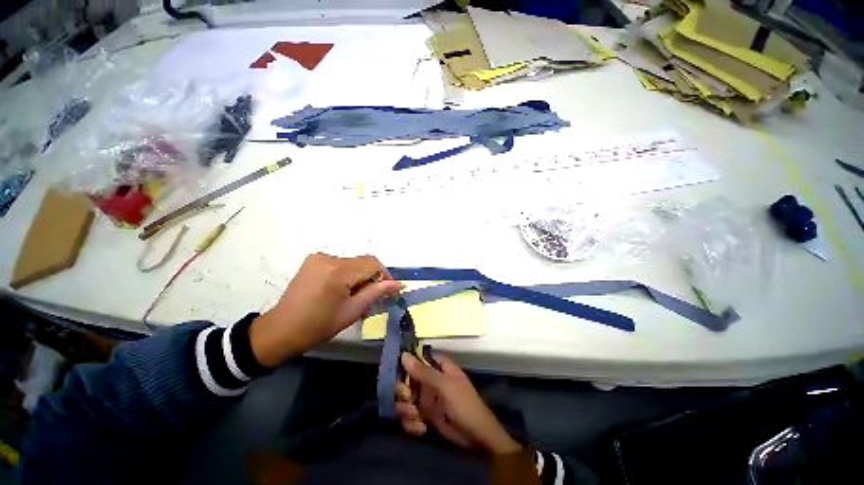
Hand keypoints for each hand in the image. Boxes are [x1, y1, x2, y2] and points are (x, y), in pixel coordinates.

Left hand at [250, 253, 400, 366]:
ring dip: (360, 276)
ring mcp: (319, 257)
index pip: (373, 264)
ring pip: (353, 262)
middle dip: (372, 277)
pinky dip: (348, 273)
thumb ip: (376, 293)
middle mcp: (328, 258)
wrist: (281, 330)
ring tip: (355, 295)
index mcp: (338, 271)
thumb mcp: (352, 311)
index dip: (385, 275)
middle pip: (363, 261)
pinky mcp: (313, 260)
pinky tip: (342, 289)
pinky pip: (341, 263)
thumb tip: (397, 284)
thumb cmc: (318, 326)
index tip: (389, 290)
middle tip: (372, 296)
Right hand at [396, 353, 520, 453]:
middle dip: (403, 392)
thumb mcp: (445, 386)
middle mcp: (430, 381)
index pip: (417, 359)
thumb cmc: (464, 405)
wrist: (476, 438)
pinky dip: (412, 424)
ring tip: (416, 417)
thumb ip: (423, 371)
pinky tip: (421, 429)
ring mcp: (426, 399)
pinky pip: (409, 417)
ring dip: (406, 410)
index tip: (395, 371)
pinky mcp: (424, 417)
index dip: (405, 364)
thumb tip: (404, 355)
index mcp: (438, 367)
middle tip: (407, 399)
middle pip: (406, 380)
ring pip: (405, 400)